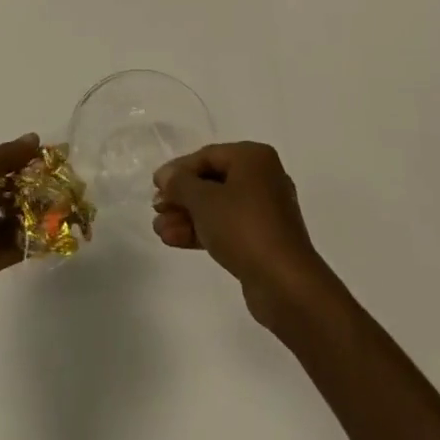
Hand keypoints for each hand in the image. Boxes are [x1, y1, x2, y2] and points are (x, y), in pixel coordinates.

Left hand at [0, 134, 40, 319]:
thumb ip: (7, 156)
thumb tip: (34, 138)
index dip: (14, 162)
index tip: (42, 161)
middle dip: (25, 190)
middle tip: (57, 186)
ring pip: (3, 223)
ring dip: (29, 217)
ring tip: (61, 209)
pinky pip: (7, 250)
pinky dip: (27, 243)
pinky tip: (52, 235)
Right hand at [153, 141, 334, 326]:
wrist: (285, 283)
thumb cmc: (243, 227)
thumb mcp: (204, 200)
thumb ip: (180, 184)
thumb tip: (166, 176)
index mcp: (254, 158)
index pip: (207, 155)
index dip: (178, 170)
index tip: (155, 186)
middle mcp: (262, 178)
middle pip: (212, 181)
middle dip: (181, 197)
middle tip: (156, 209)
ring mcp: (264, 211)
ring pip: (217, 207)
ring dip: (187, 216)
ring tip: (159, 230)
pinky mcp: (262, 239)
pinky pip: (227, 226)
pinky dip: (202, 230)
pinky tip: (173, 240)